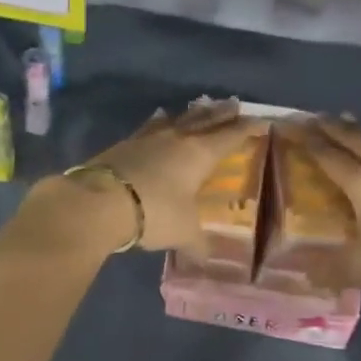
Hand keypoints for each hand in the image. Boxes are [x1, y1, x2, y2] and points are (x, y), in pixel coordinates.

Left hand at [93, 99, 265, 252]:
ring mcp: (149, 137)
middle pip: (205, 119)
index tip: (261, 121)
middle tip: (234, 103)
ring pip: (178, 119)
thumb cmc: (154, 212)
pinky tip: (159, 119)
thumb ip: (197, 243)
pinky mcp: (125, 143)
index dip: (248, 129)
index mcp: (200, 153)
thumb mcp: (183, 232)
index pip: (231, 136)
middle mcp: (177, 138)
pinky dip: (160, 122)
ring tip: (200, 106)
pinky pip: (150, 126)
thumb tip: (205, 258)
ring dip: (192, 113)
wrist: (100, 201)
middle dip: (222, 113)